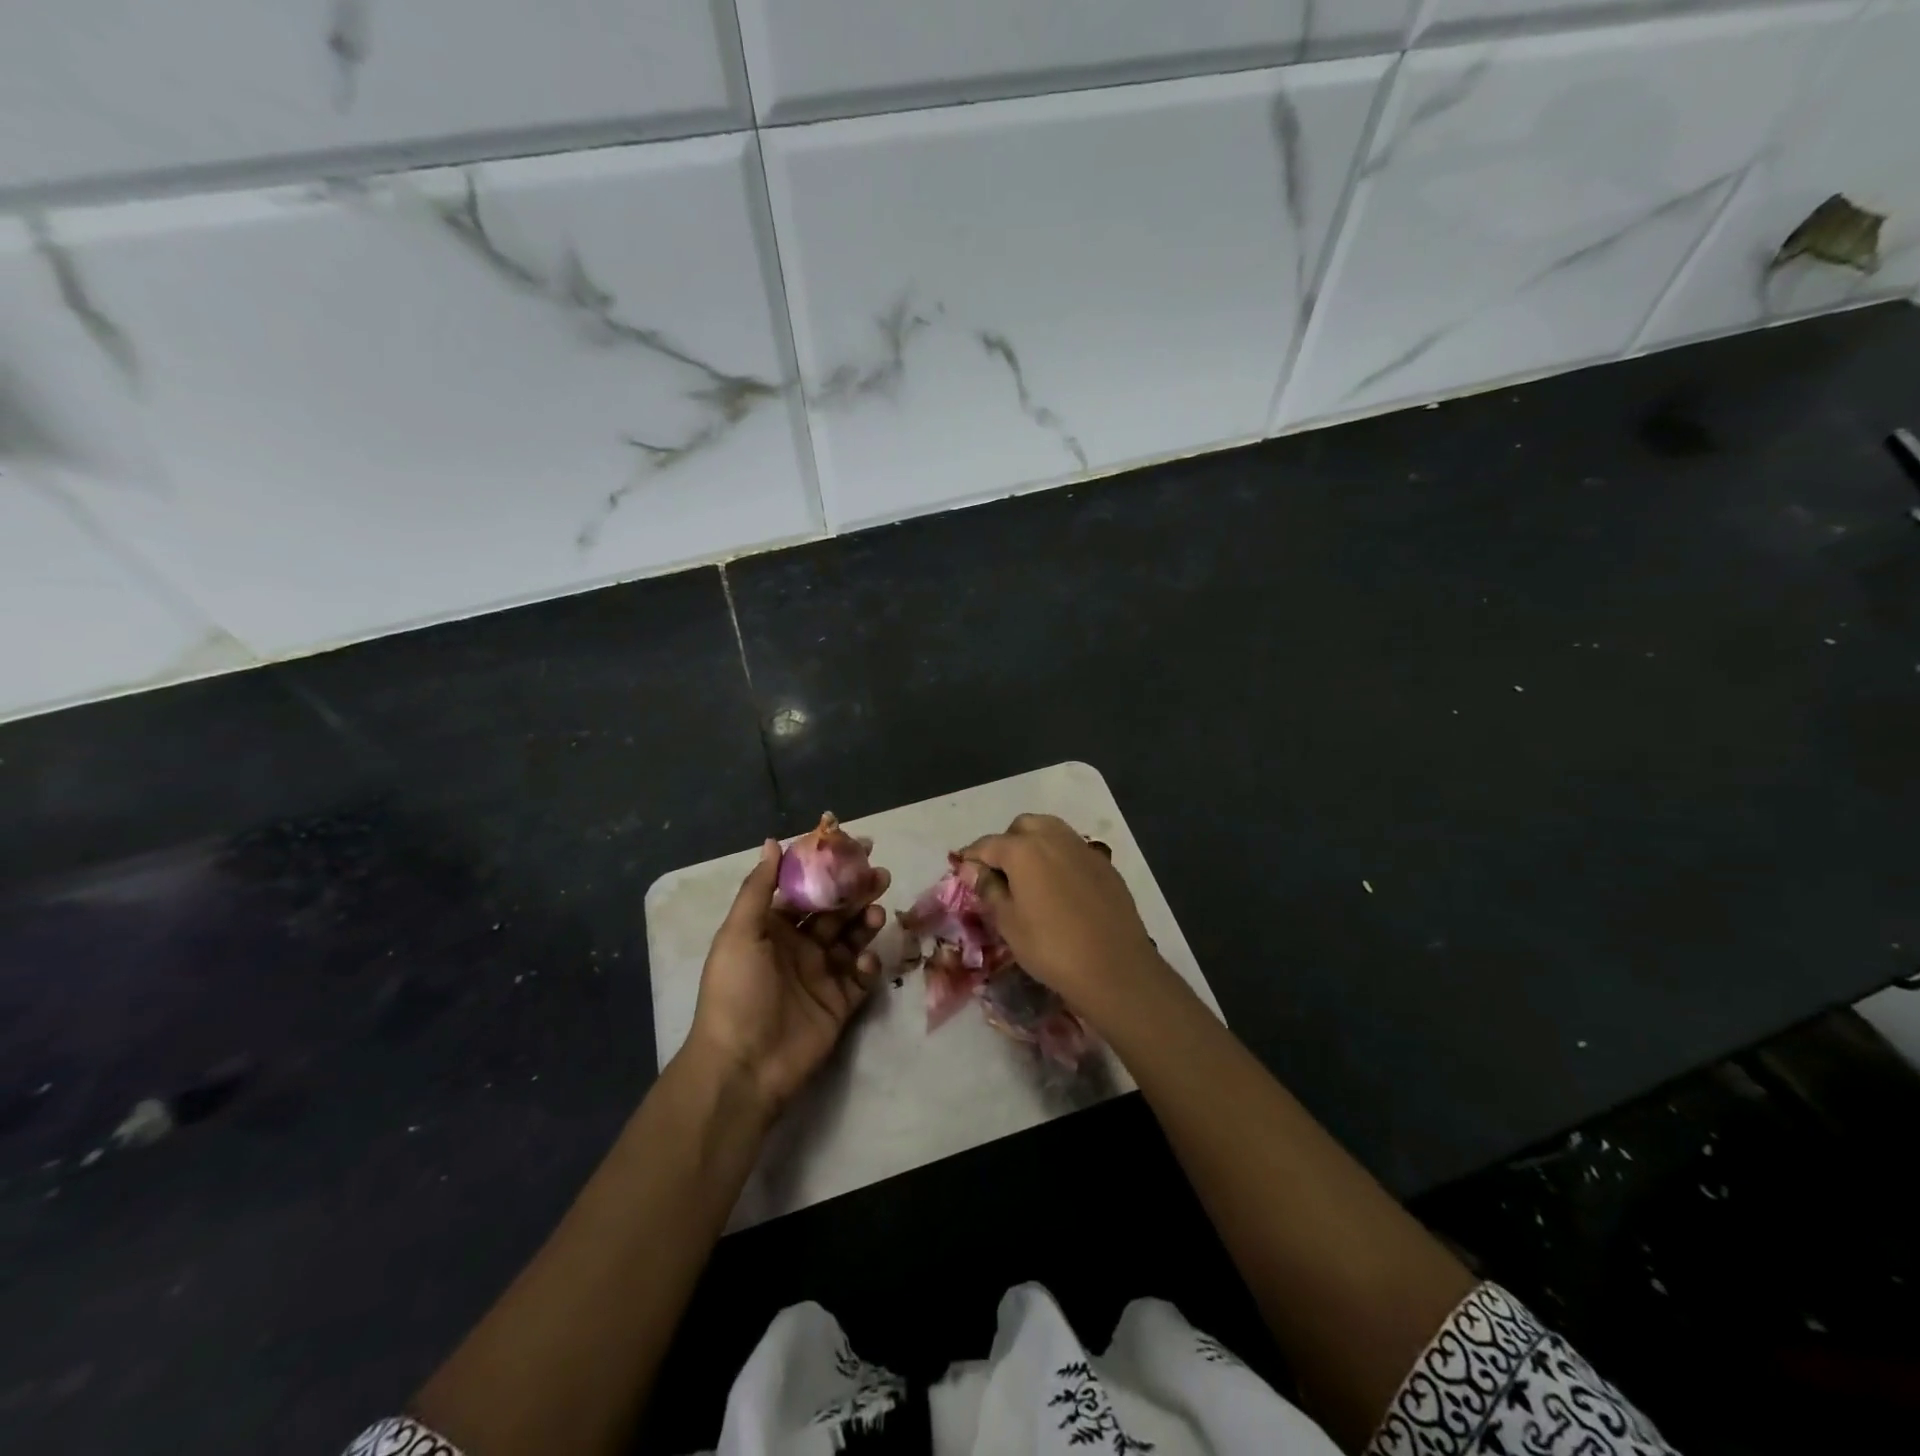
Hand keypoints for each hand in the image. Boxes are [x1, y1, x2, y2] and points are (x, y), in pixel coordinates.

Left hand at [683, 840, 890, 1118]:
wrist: (743, 1065)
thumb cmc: (737, 991)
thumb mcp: (739, 934)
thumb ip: (759, 888)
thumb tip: (773, 842)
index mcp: (772, 928)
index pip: (805, 889)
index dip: (829, 868)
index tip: (856, 849)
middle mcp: (798, 947)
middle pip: (834, 911)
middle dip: (856, 892)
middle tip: (880, 875)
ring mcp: (821, 975)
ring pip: (851, 939)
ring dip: (865, 923)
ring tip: (877, 913)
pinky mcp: (839, 1003)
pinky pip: (860, 976)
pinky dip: (867, 964)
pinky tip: (865, 960)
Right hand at [959, 814, 1167, 1015]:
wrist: (1115, 967)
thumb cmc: (1051, 947)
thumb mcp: (1009, 923)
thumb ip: (988, 889)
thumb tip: (972, 868)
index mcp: (1023, 849)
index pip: (987, 844)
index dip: (971, 858)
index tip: (963, 874)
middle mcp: (1053, 838)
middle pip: (1022, 827)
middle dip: (1006, 843)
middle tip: (1000, 874)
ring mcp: (1083, 849)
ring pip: (1051, 832)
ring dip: (1035, 845)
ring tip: (1030, 878)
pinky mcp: (1105, 865)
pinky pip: (1073, 850)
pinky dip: (1060, 858)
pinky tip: (1060, 888)